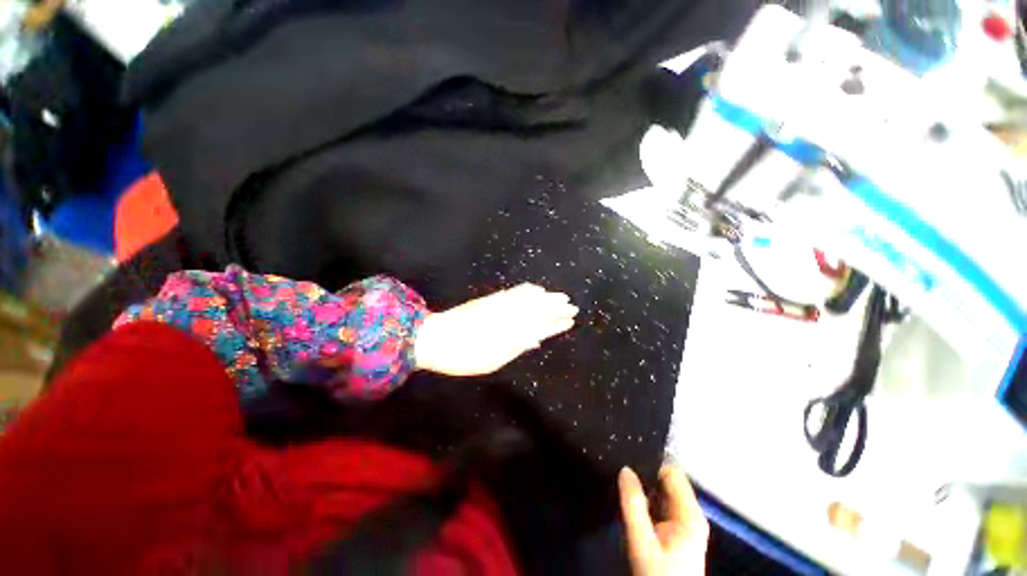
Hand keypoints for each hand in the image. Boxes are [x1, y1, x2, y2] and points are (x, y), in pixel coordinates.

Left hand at [414, 283, 577, 375]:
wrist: (435, 337)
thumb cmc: (464, 355)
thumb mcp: (492, 360)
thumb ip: (515, 347)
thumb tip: (535, 339)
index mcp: (511, 332)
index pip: (541, 325)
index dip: (556, 323)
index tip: (571, 319)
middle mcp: (509, 315)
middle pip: (538, 308)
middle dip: (556, 307)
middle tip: (572, 305)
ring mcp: (499, 304)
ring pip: (529, 298)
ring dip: (546, 297)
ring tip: (559, 295)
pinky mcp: (490, 299)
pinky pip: (514, 291)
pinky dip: (527, 290)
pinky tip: (533, 288)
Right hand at [619, 465, 708, 575]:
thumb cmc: (658, 575)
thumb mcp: (642, 541)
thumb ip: (633, 505)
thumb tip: (625, 469)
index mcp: (689, 514)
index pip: (672, 473)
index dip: (651, 466)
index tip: (629, 465)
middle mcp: (691, 515)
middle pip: (668, 483)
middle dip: (645, 479)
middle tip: (623, 481)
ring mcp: (685, 524)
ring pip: (663, 494)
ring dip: (645, 492)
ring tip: (625, 492)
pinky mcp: (678, 533)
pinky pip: (661, 507)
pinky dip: (647, 504)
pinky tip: (633, 509)